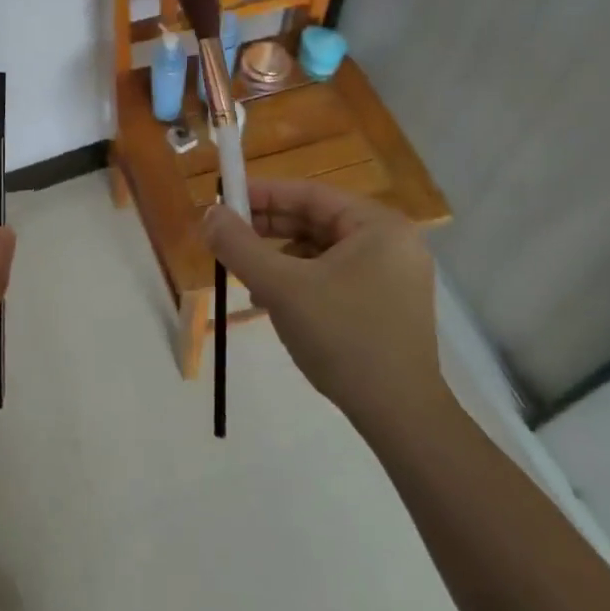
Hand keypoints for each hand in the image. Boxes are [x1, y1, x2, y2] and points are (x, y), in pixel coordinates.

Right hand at [203, 179, 443, 430]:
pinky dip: (300, 280)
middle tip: (226, 236)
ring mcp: (392, 275)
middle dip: (268, 228)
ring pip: (321, 250)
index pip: (309, 194)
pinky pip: (333, 275)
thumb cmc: (343, 338)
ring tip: (245, 274)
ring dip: (279, 257)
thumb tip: (208, 214)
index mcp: (378, 226)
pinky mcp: (386, 304)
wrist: (400, 416)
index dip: (262, 194)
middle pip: (316, 220)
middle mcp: (391, 242)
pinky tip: (271, 301)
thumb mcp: (281, 287)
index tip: (224, 200)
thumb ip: (240, 246)